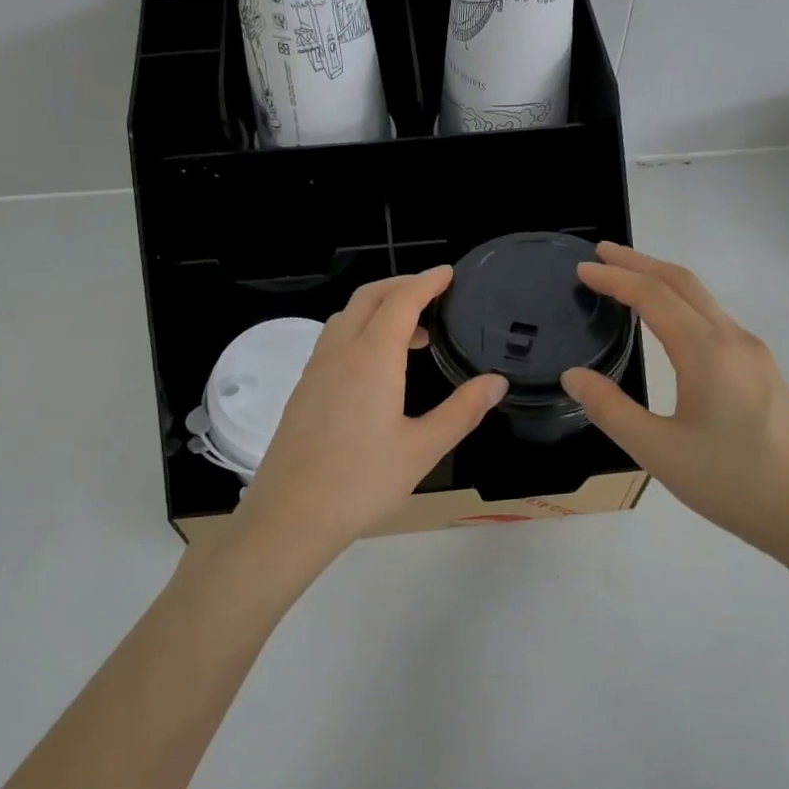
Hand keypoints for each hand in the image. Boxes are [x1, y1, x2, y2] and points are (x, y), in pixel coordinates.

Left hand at [234, 267, 506, 559]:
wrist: (291, 515)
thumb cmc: (362, 483)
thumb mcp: (422, 450)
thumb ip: (462, 411)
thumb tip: (496, 382)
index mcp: (372, 358)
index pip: (401, 301)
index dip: (426, 282)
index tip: (448, 274)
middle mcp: (339, 352)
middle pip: (368, 298)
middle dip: (401, 286)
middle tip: (432, 295)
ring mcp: (315, 370)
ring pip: (345, 318)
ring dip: (378, 310)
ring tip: (412, 336)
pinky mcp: (303, 390)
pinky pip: (333, 341)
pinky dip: (359, 332)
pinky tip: (375, 368)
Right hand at [559, 243, 788, 564]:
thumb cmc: (730, 483)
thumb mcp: (657, 451)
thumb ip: (610, 409)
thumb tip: (574, 375)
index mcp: (708, 352)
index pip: (654, 297)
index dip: (616, 278)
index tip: (582, 268)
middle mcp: (734, 340)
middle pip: (684, 283)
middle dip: (640, 263)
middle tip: (601, 254)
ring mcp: (754, 355)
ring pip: (704, 301)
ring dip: (663, 282)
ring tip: (627, 281)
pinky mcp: (762, 373)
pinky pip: (716, 321)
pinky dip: (683, 306)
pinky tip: (668, 325)